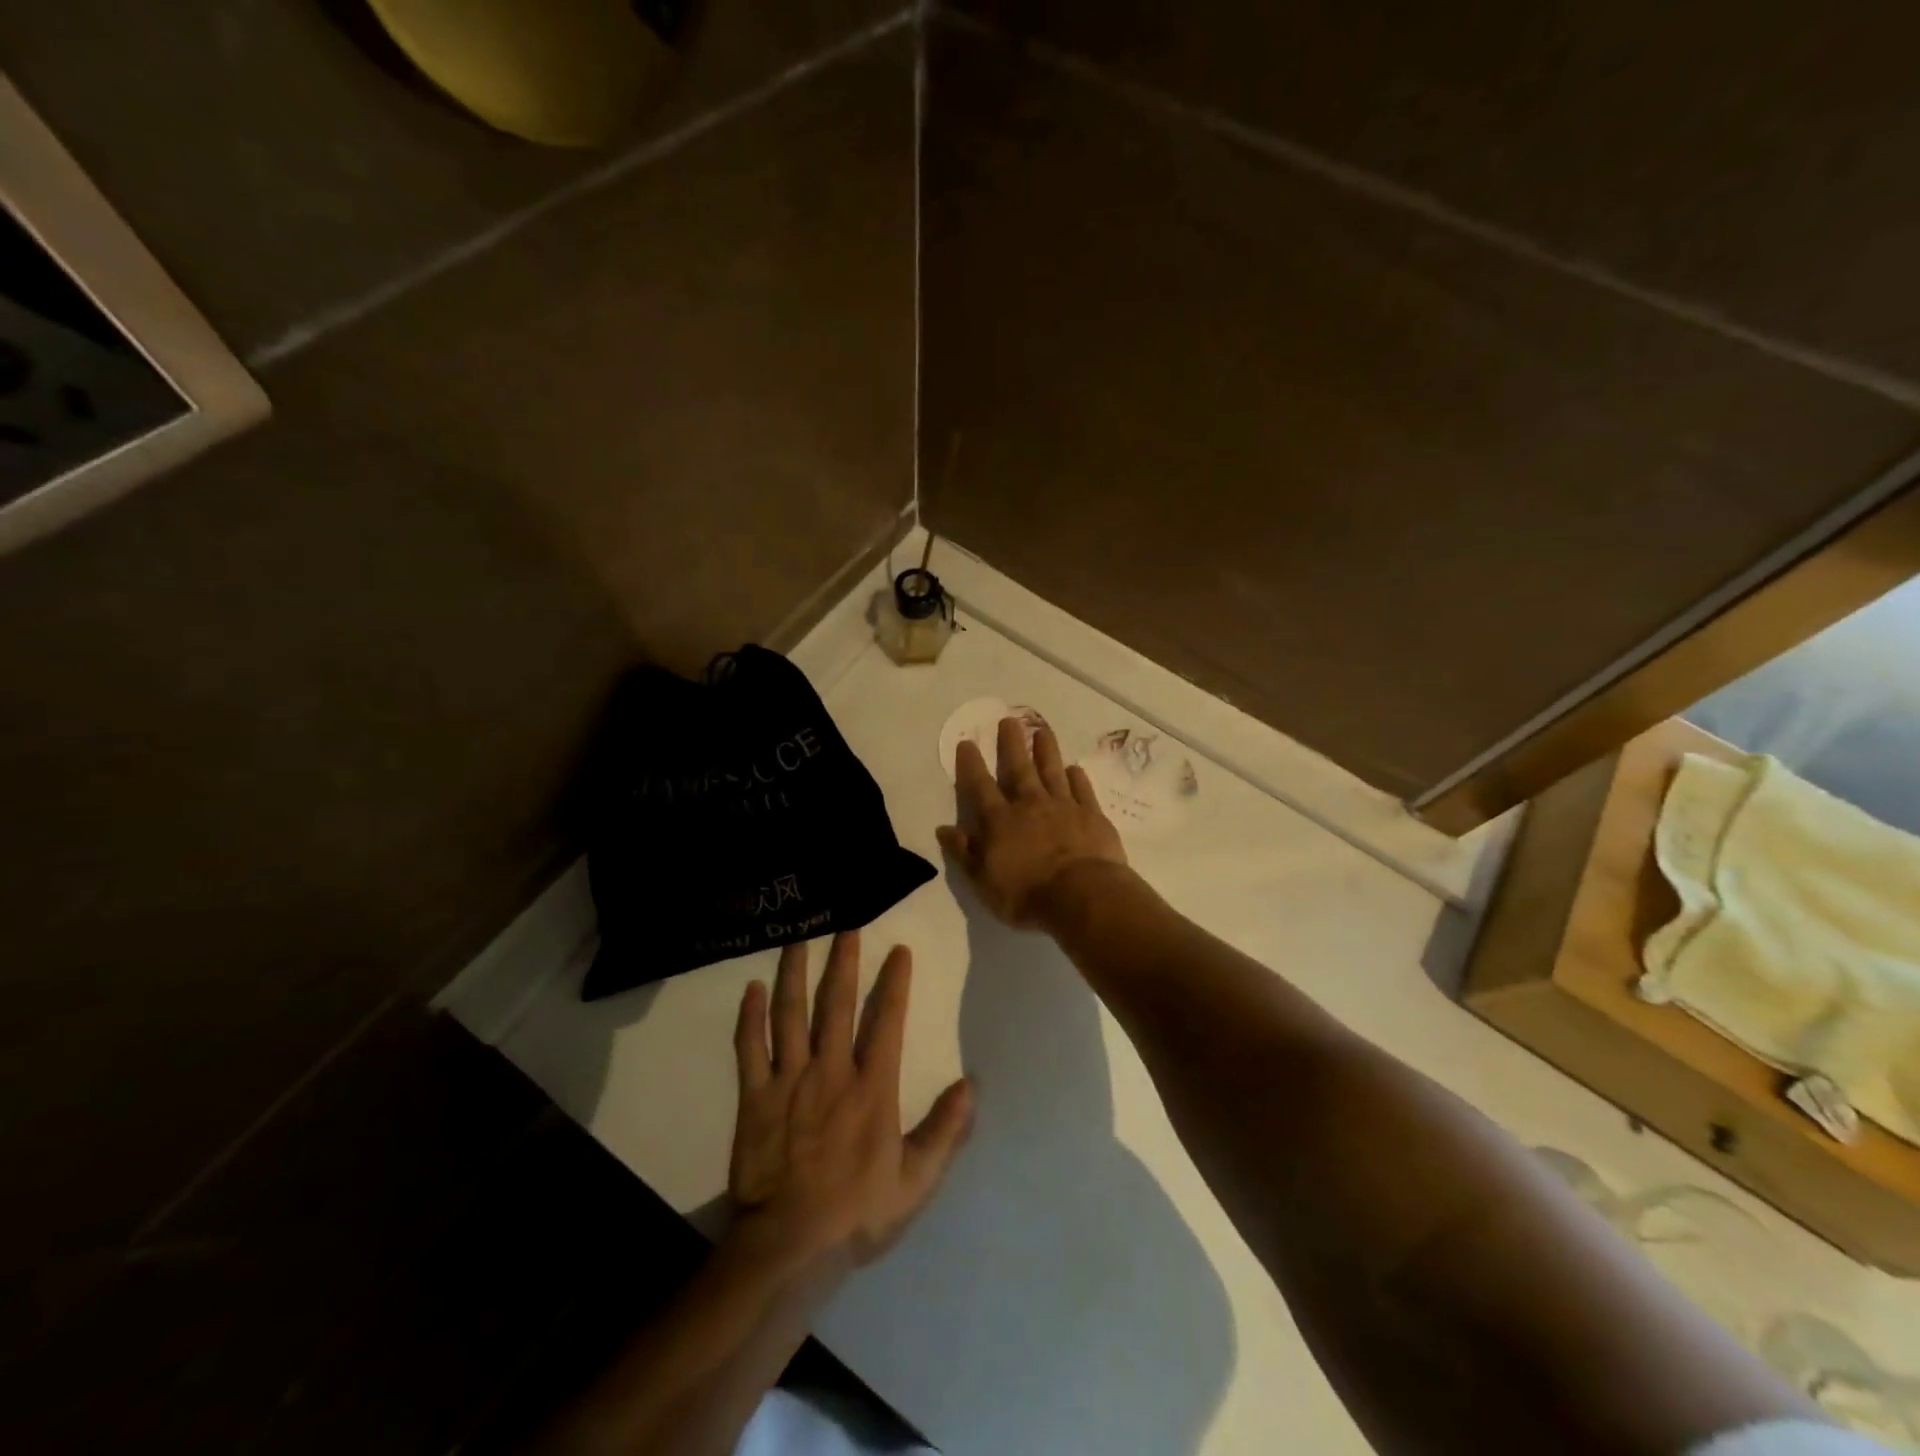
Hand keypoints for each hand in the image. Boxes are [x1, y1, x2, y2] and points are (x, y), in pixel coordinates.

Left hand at [727, 932, 973, 1273]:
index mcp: (871, 1088)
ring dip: (795, 973)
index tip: (899, 951)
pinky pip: (750, 1048)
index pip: (887, 1022)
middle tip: (846, 924)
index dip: (895, 983)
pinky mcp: (754, 1098)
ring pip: (791, 1014)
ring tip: (798, 938)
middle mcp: (830, 1072)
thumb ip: (945, 1131)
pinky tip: (752, 988)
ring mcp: (788, 1082)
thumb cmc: (856, 1212)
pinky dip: (750, 1016)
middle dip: (843, 961)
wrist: (790, 1247)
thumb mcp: (916, 1181)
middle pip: (836, 1004)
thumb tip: (971, 1085)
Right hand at [937, 718, 1127, 929]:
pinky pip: (1083, 791)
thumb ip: (964, 853)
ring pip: (1052, 772)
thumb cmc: (1026, 894)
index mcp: (1000, 822)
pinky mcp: (1091, 816)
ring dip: (1046, 751)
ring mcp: (1064, 807)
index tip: (967, 742)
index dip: (972, 765)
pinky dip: (1078, 778)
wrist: (1081, 896)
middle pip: (1019, 769)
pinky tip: (1075, 768)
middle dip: (1011, 744)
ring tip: (1042, 731)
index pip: (980, 787)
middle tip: (1008, 720)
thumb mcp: (983, 882)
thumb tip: (944, 829)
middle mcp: (1030, 806)